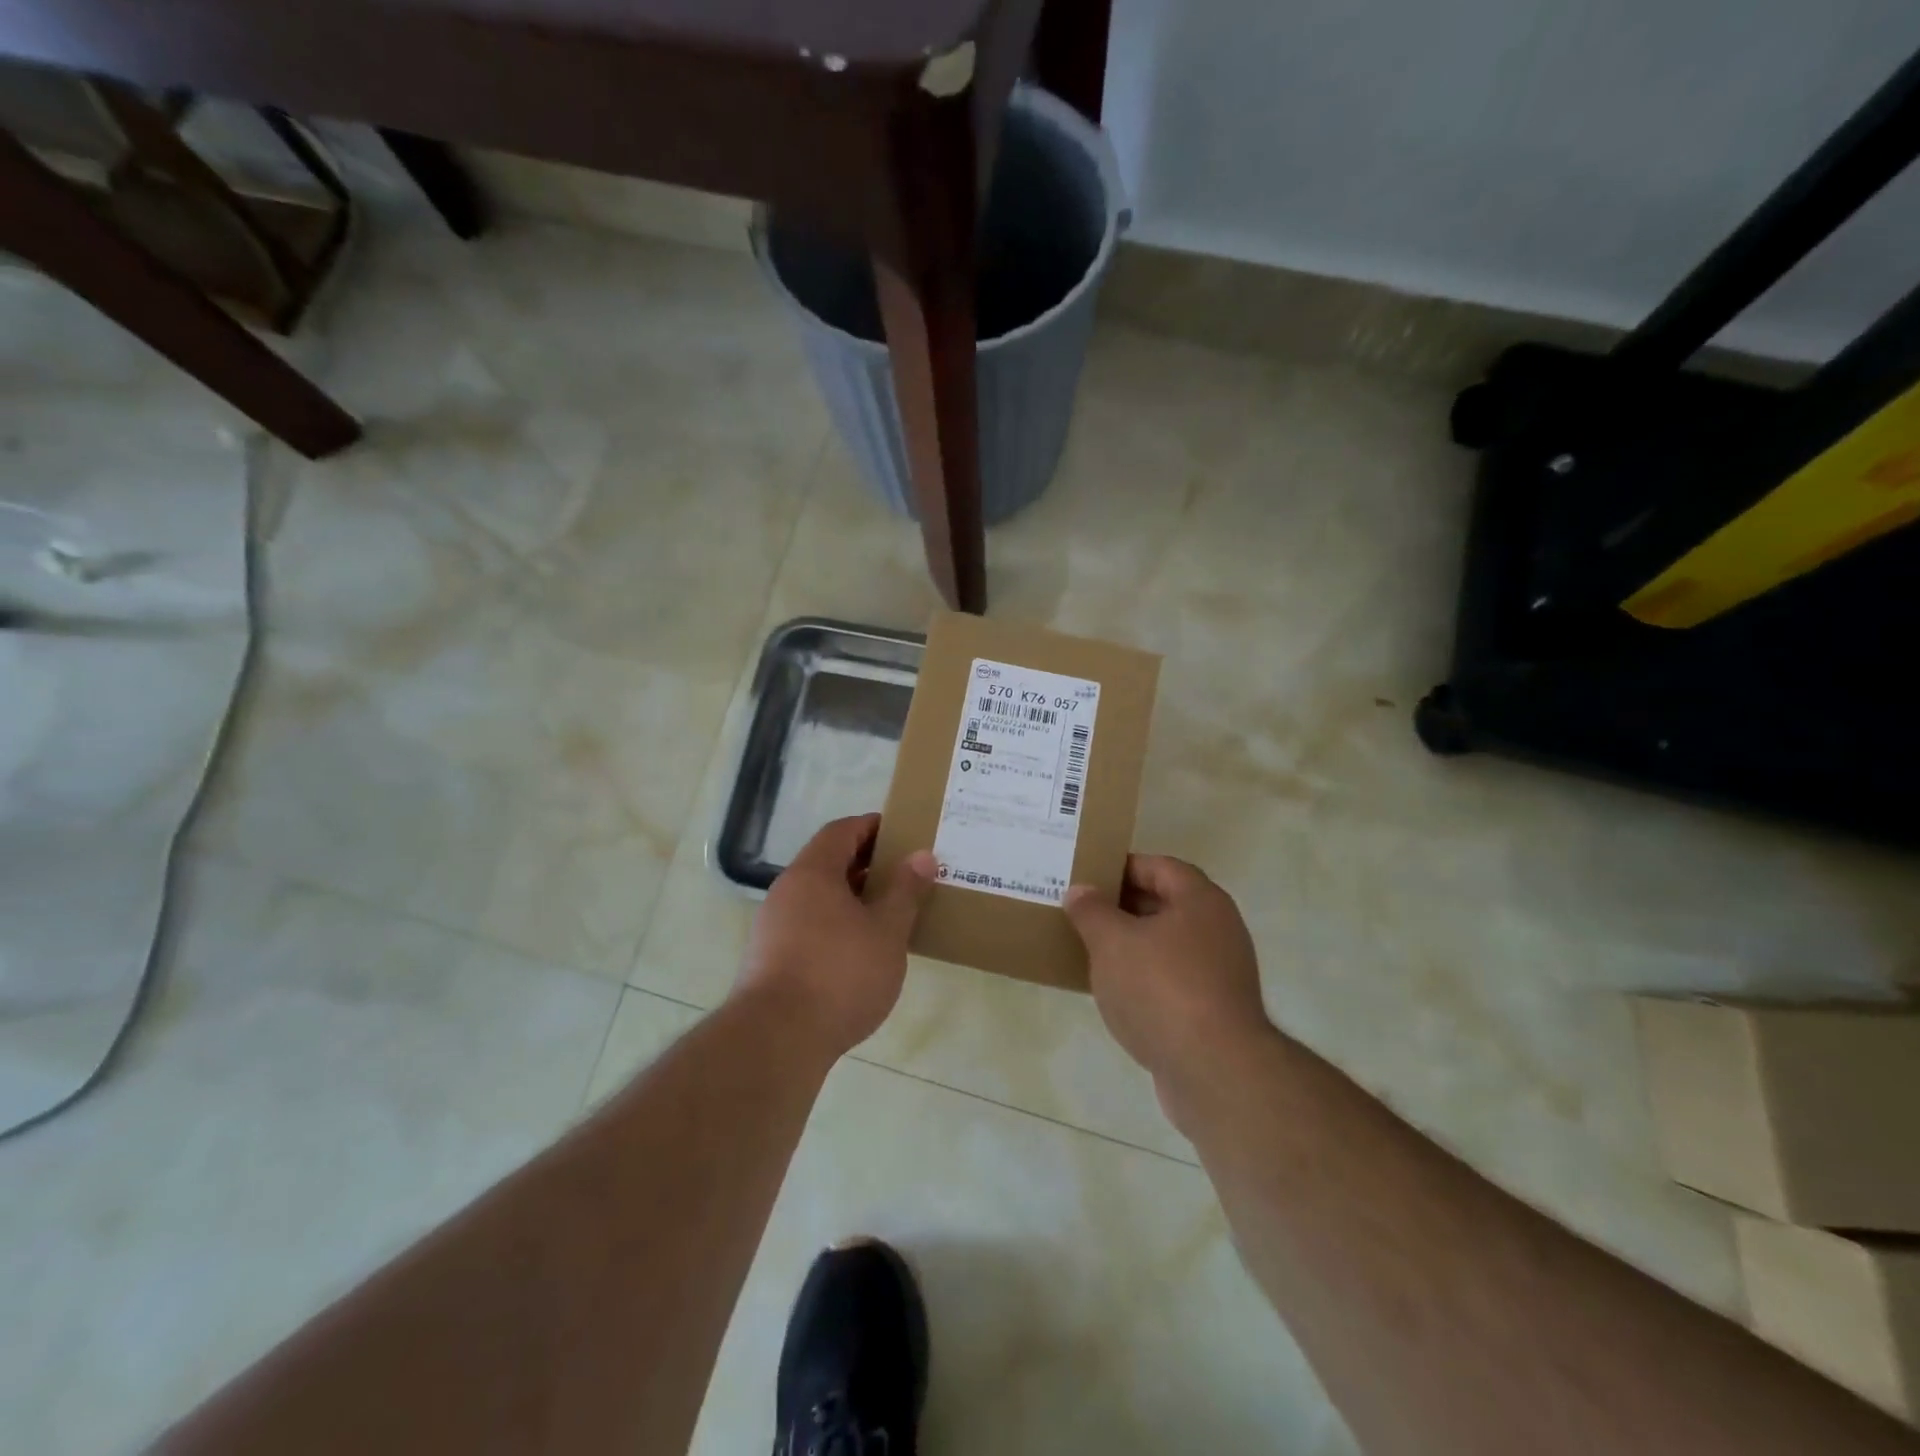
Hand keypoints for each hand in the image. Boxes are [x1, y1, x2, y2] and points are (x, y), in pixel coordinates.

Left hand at [740, 815, 936, 1055]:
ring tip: (890, 913)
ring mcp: (773, 926)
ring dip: (853, 898)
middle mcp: (787, 891)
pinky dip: (837, 924)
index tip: (903, 833)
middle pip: (828, 862)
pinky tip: (862, 950)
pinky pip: (810, 924)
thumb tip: (922, 855)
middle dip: (867, 864)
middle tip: (905, 874)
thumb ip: (905, 891)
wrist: (777, 1039)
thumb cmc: (840, 974)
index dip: (872, 827)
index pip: (842, 831)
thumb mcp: (887, 931)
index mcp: (813, 873)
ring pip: (819, 897)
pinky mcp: (770, 959)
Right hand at [1063, 855, 1269, 1083]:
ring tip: (1091, 950)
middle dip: (1123, 907)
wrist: (1214, 1071)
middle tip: (1082, 912)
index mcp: (1200, 901)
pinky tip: (1115, 992)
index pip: (1160, 867)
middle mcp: (1219, 929)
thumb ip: (1092, 911)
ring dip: (1132, 945)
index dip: (1123, 867)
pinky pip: (1173, 979)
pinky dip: (1145, 978)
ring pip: (1168, 945)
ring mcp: (1221, 972)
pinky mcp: (1215, 1010)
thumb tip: (1080, 891)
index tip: (1088, 878)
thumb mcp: (1112, 942)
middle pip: (1166, 904)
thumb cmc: (1161, 988)